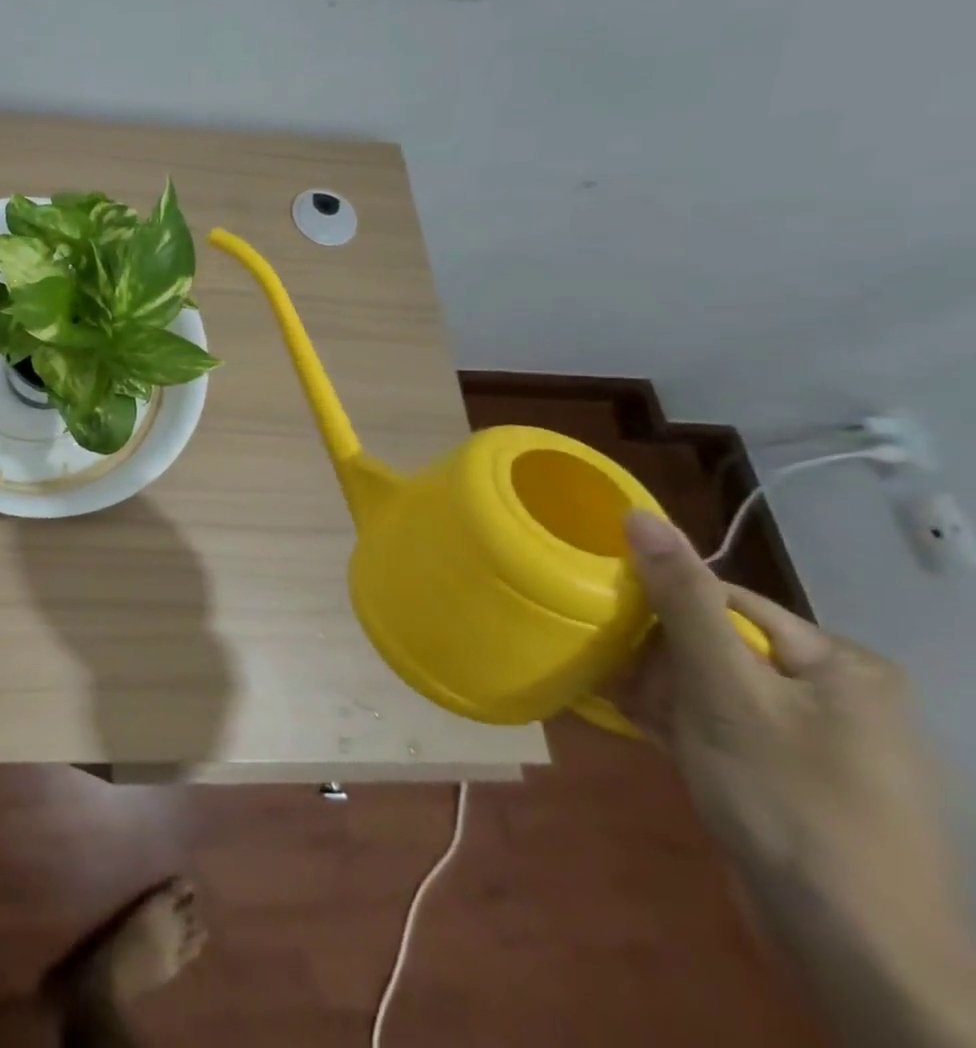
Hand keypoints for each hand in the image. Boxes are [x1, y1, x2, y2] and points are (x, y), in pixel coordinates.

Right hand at [620, 511, 975, 1044]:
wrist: (853, 950)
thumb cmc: (787, 800)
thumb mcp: (724, 690)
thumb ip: (682, 599)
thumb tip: (639, 514)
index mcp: (840, 662)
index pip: (726, 602)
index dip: (661, 613)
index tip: (612, 636)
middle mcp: (838, 692)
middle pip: (717, 644)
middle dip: (660, 664)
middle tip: (625, 689)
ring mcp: (820, 739)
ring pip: (712, 687)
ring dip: (663, 696)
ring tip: (633, 716)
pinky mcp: (795, 776)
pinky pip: (724, 727)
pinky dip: (682, 727)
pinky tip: (650, 738)